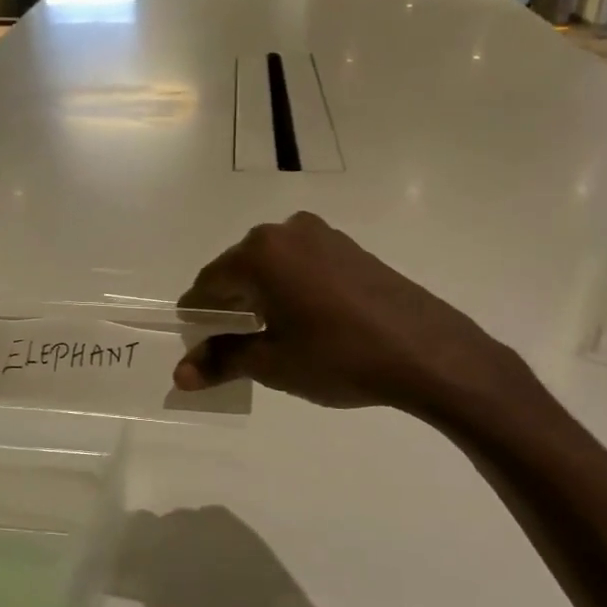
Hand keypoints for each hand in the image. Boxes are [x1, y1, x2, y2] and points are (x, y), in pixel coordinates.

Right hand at [112, 506, 323, 606]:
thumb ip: (142, 586)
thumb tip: (124, 570)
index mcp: (156, 548)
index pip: (124, 535)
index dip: (118, 550)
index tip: (116, 566)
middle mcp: (181, 524)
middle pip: (151, 524)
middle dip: (147, 543)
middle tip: (151, 570)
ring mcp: (211, 520)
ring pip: (180, 522)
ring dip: (176, 539)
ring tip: (184, 567)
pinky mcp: (236, 524)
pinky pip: (207, 523)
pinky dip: (202, 538)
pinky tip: (209, 561)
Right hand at [172, 212, 540, 421]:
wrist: (426, 350)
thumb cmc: (339, 357)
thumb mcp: (273, 363)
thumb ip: (222, 360)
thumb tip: (179, 375)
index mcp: (259, 254)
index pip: (208, 283)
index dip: (197, 315)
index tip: (196, 344)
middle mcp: (285, 231)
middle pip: (238, 269)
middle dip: (229, 304)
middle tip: (231, 345)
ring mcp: (322, 235)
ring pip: (271, 264)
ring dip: (261, 294)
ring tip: (269, 334)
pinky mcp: (349, 246)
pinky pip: (301, 263)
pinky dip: (290, 286)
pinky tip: (305, 319)